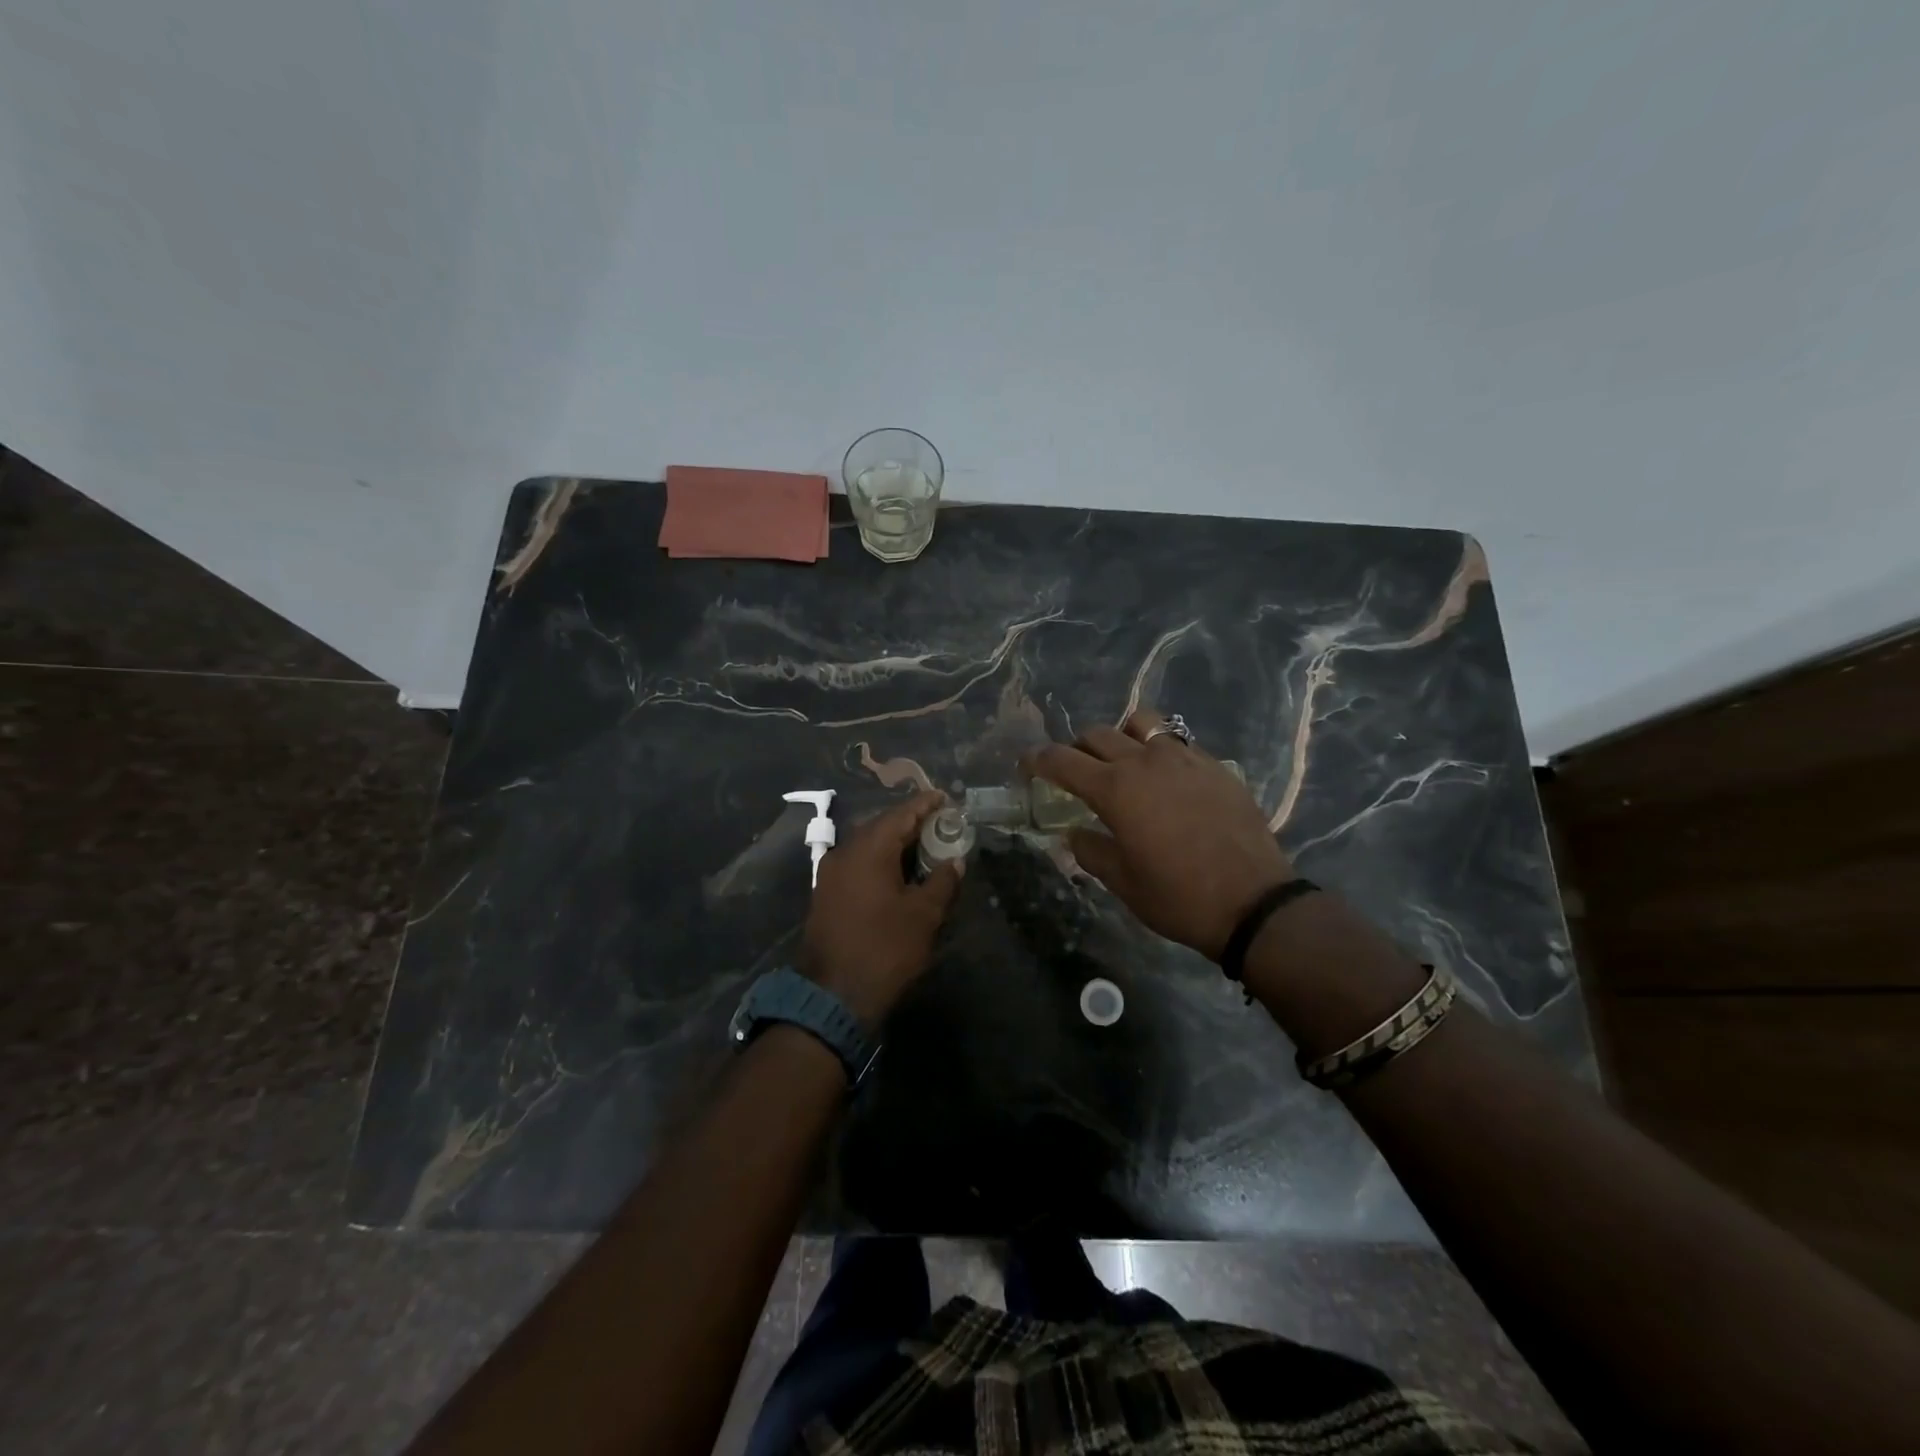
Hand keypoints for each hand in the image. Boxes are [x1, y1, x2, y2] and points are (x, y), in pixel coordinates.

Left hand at [802, 790, 961, 1025]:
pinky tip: (898, 873)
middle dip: (910, 822)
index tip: (944, 797)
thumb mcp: (924, 915)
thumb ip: (942, 881)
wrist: (832, 996)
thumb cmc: (885, 949)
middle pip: (882, 826)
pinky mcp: (825, 894)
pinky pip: (857, 864)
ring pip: (867, 846)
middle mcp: (845, 852)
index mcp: (869, 848)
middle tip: (939, 823)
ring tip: (923, 846)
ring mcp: (830, 873)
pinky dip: (880, 861)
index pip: (901, 814)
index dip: (925, 804)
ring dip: (894, 843)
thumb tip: (954, 861)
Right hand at [1026, 713, 1294, 959]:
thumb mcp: (1122, 883)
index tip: (1027, 764)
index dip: (1038, 759)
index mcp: (1116, 789)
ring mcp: (1185, 758)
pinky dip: (1159, 750)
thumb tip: (1075, 834)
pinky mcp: (1215, 766)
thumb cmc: (1178, 898)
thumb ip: (1091, 851)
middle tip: (1075, 773)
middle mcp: (1146, 762)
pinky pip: (1177, 742)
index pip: (1062, 760)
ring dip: (1122, 736)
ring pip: (1141, 723)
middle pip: (1098, 734)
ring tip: (1124, 762)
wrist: (1254, 903)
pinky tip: (1167, 779)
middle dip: (1077, 749)